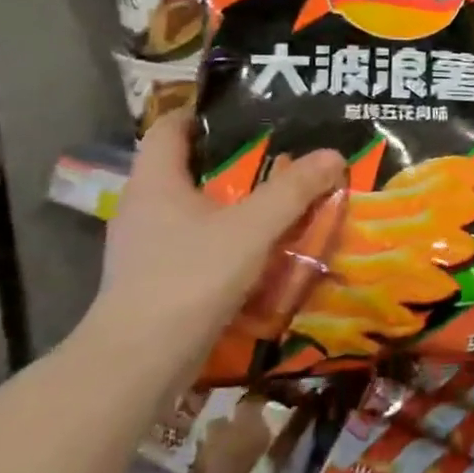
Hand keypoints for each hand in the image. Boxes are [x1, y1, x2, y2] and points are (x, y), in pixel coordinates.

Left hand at [80, 111, 345, 383]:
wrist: (140, 361)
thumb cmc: (190, 277)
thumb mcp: (252, 227)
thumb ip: (294, 190)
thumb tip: (333, 154)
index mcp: (155, 182)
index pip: (169, 128)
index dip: (201, 113)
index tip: (245, 111)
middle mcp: (144, 208)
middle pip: (187, 168)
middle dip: (233, 160)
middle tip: (281, 153)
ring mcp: (147, 247)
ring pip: (195, 210)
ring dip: (234, 203)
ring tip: (280, 199)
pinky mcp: (157, 280)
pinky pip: (198, 243)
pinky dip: (229, 238)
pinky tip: (262, 248)